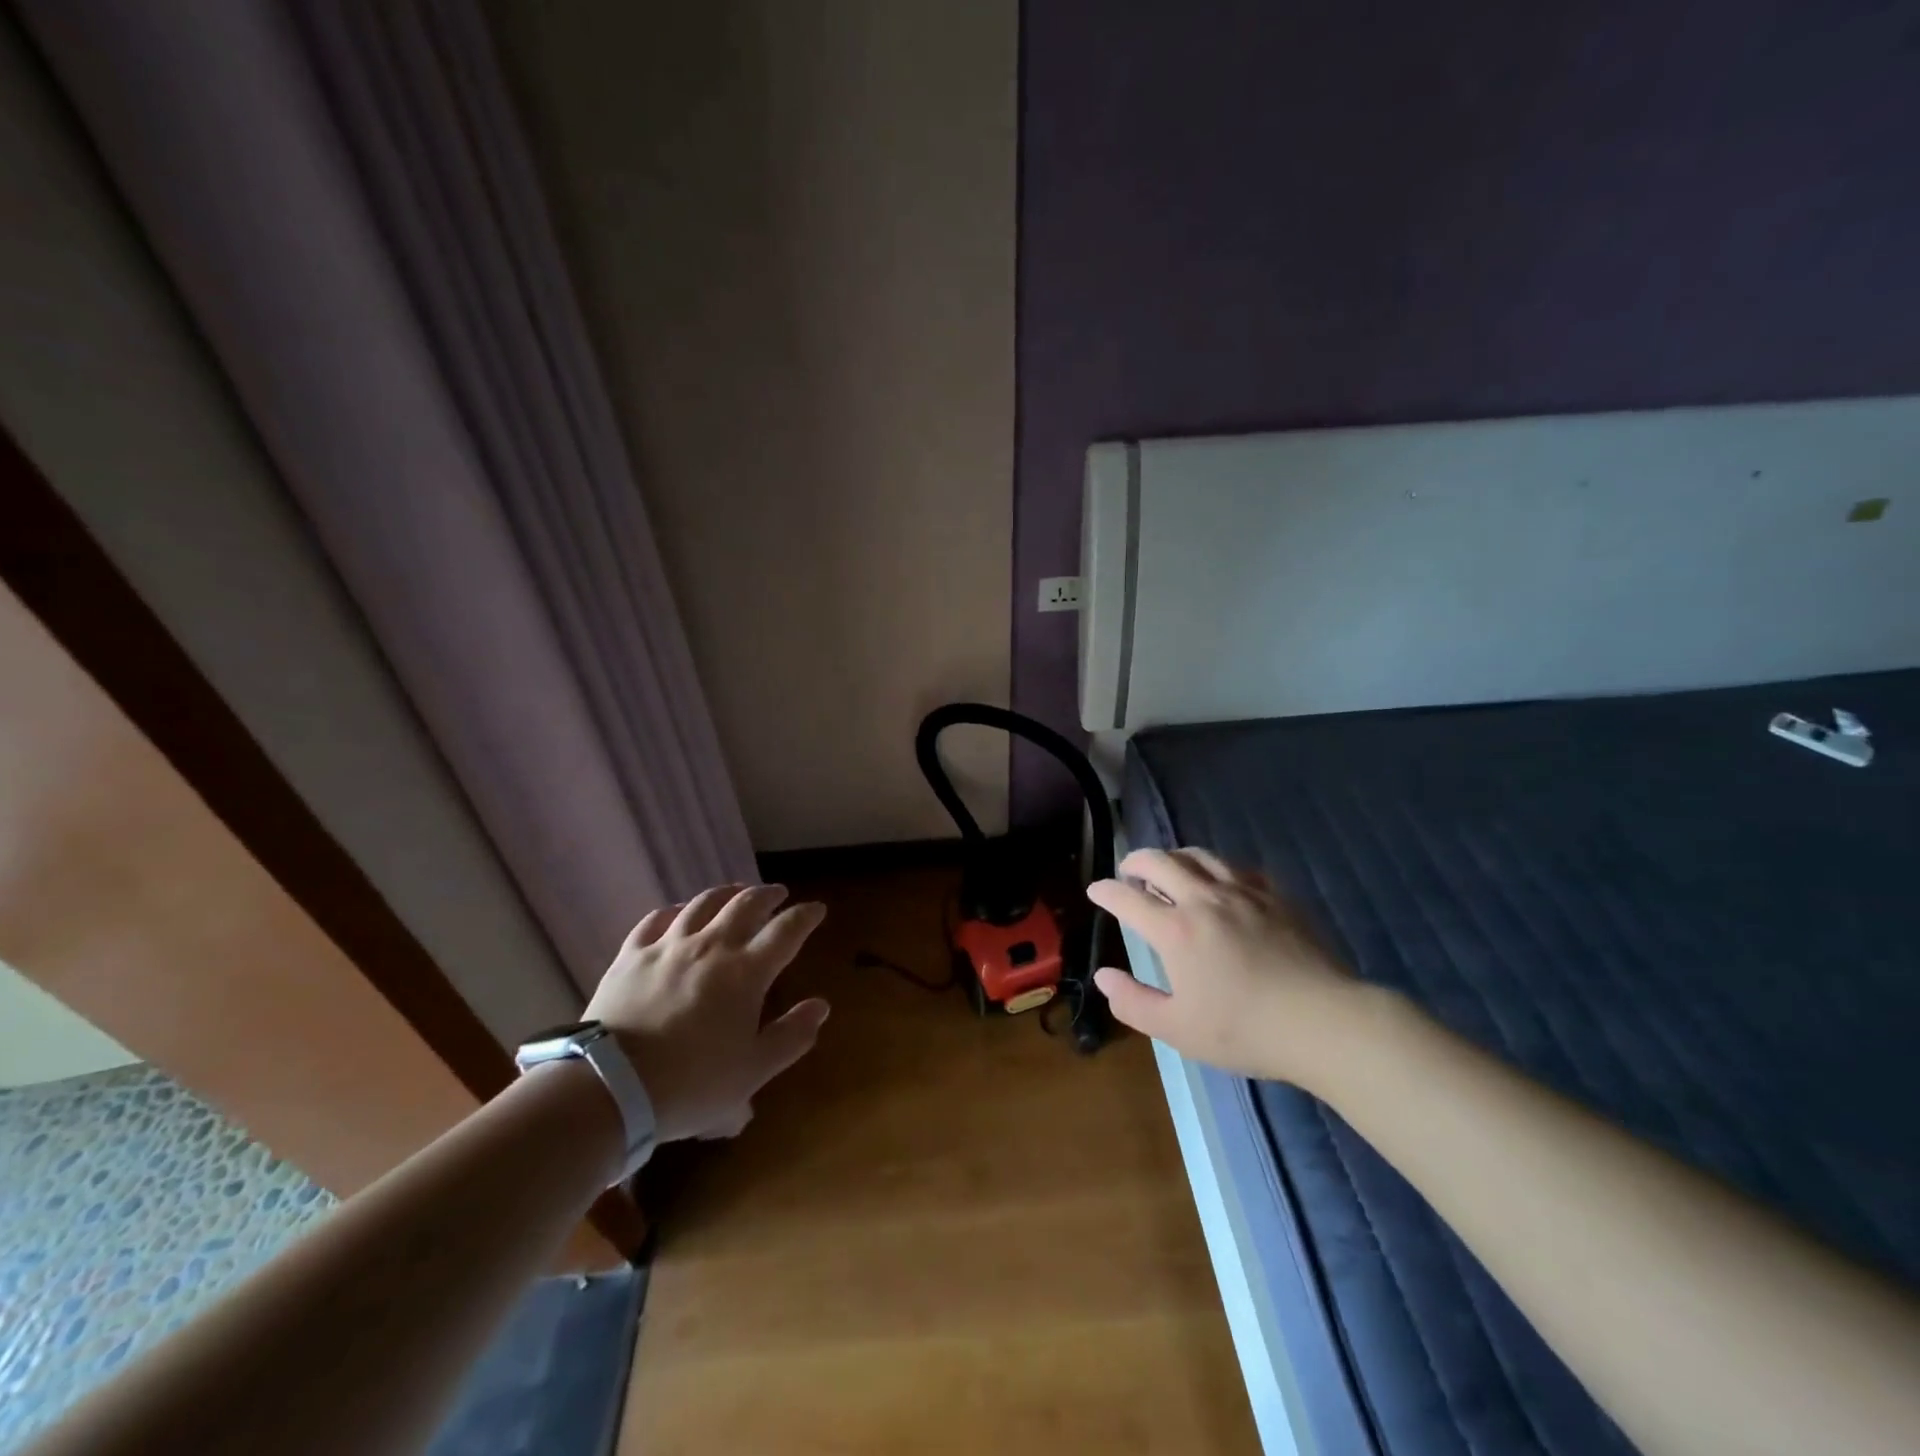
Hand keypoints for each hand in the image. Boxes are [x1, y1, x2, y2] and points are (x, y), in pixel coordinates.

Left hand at [585, 883, 828, 1141]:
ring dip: (727, 893)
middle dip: (768, 895)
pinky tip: (679, 912)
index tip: (817, 909)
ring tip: (736, 891)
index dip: (805, 916)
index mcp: (746, 971)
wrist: (609, 1087)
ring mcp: (668, 946)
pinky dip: (675, 910)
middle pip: (746, 904)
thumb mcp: (753, 1072)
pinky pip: (656, 919)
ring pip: (703, 903)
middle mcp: (711, 946)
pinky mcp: (631, 955)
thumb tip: (820, 1006)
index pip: (786, 931)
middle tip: (779, 893)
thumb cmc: (690, 1084)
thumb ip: (791, 1037)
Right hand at [1087, 847, 1358, 1083]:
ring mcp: (1242, 892)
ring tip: (1168, 868)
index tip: (1096, 890)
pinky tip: (1219, 881)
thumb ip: (1133, 1002)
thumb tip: (1103, 976)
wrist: (1324, 1022)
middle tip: (1127, 870)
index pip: (1127, 898)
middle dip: (1135, 861)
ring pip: (1198, 855)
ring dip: (1174, 856)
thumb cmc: (1245, 1030)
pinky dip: (1215, 868)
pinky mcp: (1274, 895)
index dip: (1106, 891)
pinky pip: (1236, 867)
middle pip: (1159, 861)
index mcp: (1175, 930)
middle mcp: (1203, 899)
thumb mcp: (1177, 1029)